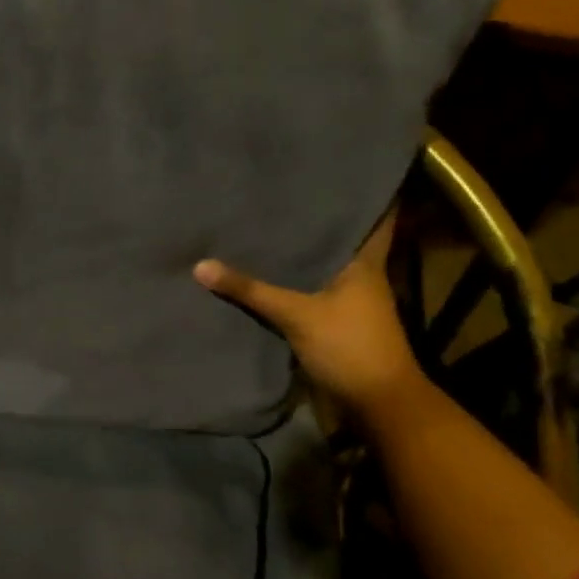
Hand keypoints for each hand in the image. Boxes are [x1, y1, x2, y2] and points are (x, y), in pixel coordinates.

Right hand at [193, 212, 425, 423]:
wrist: (378, 405)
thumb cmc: (350, 346)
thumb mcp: (297, 315)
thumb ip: (251, 290)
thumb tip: (200, 264)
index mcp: (364, 263)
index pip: (371, 219)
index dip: (359, 197)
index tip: (335, 173)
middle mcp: (360, 276)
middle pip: (335, 241)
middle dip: (311, 223)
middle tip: (276, 195)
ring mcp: (348, 301)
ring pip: (319, 268)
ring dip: (298, 254)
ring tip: (261, 226)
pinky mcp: (334, 323)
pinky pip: (308, 292)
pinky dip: (290, 283)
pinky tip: (262, 274)